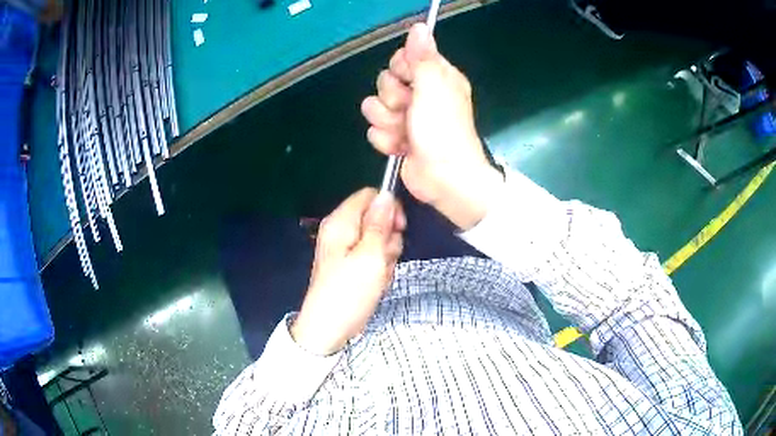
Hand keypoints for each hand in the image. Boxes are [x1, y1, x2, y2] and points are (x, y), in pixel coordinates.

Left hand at [291, 189, 405, 355]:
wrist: (329, 329)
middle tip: (384, 259)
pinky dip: (379, 268)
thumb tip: (387, 194)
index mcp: (341, 222)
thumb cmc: (349, 293)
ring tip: (378, 276)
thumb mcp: (370, 256)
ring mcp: (345, 249)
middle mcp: (341, 231)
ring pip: (379, 240)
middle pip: (376, 218)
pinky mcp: (350, 265)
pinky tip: (375, 283)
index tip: (399, 228)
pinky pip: (373, 257)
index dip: (389, 208)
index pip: (370, 196)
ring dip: (386, 257)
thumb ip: (380, 224)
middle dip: (389, 238)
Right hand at [361, 23, 502, 229]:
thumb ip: (423, 57)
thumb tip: (420, 27)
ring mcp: (407, 117)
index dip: (400, 69)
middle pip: (385, 82)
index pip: (402, 58)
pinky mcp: (397, 137)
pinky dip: (387, 141)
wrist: (444, 179)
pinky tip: (401, 148)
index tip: (410, 81)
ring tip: (405, 133)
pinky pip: (375, 130)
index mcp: (435, 77)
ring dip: (387, 123)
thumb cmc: (443, 131)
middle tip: (410, 111)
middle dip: (392, 99)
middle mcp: (421, 94)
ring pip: (375, 107)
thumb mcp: (434, 88)